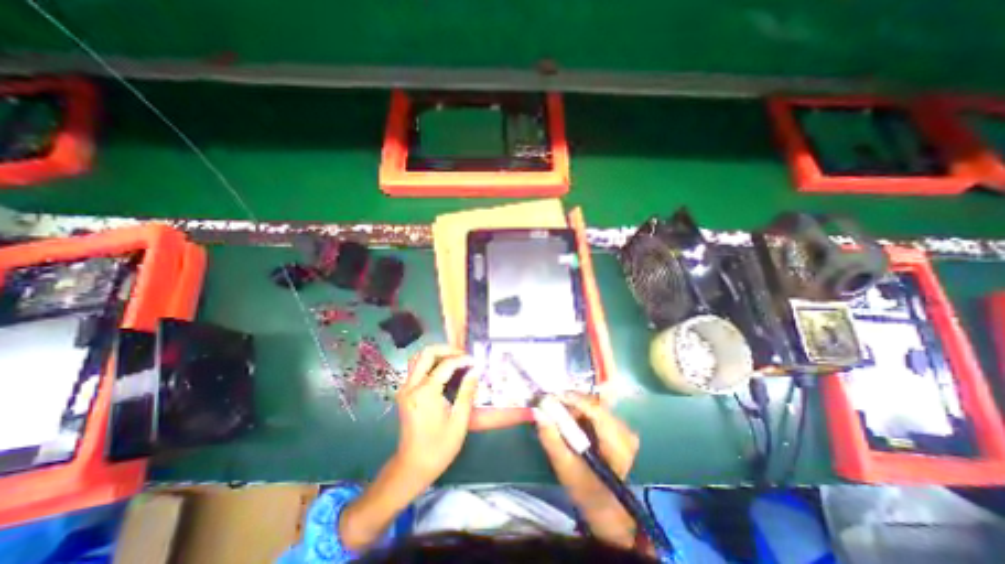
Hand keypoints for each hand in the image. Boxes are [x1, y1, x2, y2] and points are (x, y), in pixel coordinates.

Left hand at [340, 345, 475, 552]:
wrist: (412, 467)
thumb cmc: (438, 447)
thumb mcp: (459, 422)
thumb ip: (467, 392)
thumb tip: (475, 371)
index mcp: (425, 393)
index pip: (446, 365)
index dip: (462, 360)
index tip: (475, 362)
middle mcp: (411, 386)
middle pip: (426, 353)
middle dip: (447, 349)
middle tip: (463, 355)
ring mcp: (405, 388)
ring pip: (418, 358)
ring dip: (436, 354)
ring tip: (454, 359)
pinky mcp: (404, 393)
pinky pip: (416, 368)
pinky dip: (430, 362)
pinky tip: (443, 369)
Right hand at [537, 394, 638, 548]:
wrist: (604, 504)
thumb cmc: (584, 488)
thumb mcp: (564, 466)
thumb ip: (551, 439)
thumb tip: (538, 412)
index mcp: (617, 445)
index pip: (596, 411)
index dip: (572, 400)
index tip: (550, 397)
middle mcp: (626, 432)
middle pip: (594, 404)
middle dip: (571, 402)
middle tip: (550, 405)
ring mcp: (624, 428)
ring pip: (595, 404)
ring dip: (575, 406)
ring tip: (559, 413)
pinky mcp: (619, 427)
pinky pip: (597, 409)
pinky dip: (581, 410)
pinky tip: (571, 418)